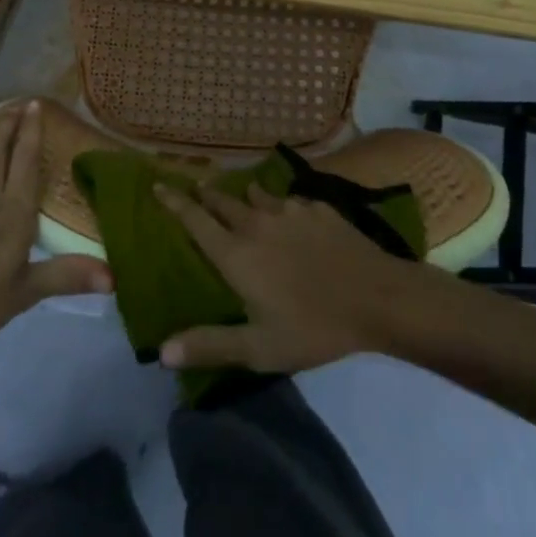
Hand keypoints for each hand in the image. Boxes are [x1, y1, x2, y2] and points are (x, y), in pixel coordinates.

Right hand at [153, 181, 423, 373]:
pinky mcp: (317, 208)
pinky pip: (289, 200)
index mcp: (236, 254)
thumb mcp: (260, 348)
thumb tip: (161, 351)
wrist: (378, 297)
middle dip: (205, 194)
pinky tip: (289, 212)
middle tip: (195, 187)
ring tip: (239, 196)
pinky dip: (279, 203)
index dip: (174, 202)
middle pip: (222, 201)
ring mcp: (289, 211)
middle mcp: (256, 223)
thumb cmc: (314, 326)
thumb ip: (211, 345)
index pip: (195, 220)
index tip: (158, 185)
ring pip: (256, 196)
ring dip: (242, 195)